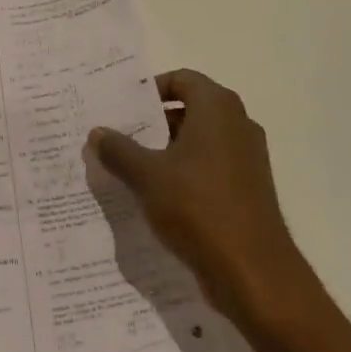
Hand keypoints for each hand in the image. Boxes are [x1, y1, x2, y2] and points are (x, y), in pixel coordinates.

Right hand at [90, 70, 305, 326]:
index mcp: (218, 108)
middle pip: (190, 108)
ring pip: (199, 140)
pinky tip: (157, 196)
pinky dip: (185, 172)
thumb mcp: (147, 177)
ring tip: (130, 167)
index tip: (122, 107)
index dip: (150, 89)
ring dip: (167, 149)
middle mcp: (238, 124)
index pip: (181, 79)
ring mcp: (247, 157)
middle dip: (154, 122)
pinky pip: (211, 166)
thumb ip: (119, 150)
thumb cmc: (199, 208)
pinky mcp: (249, 187)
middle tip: (119, 136)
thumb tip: (97, 132)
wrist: (254, 271)